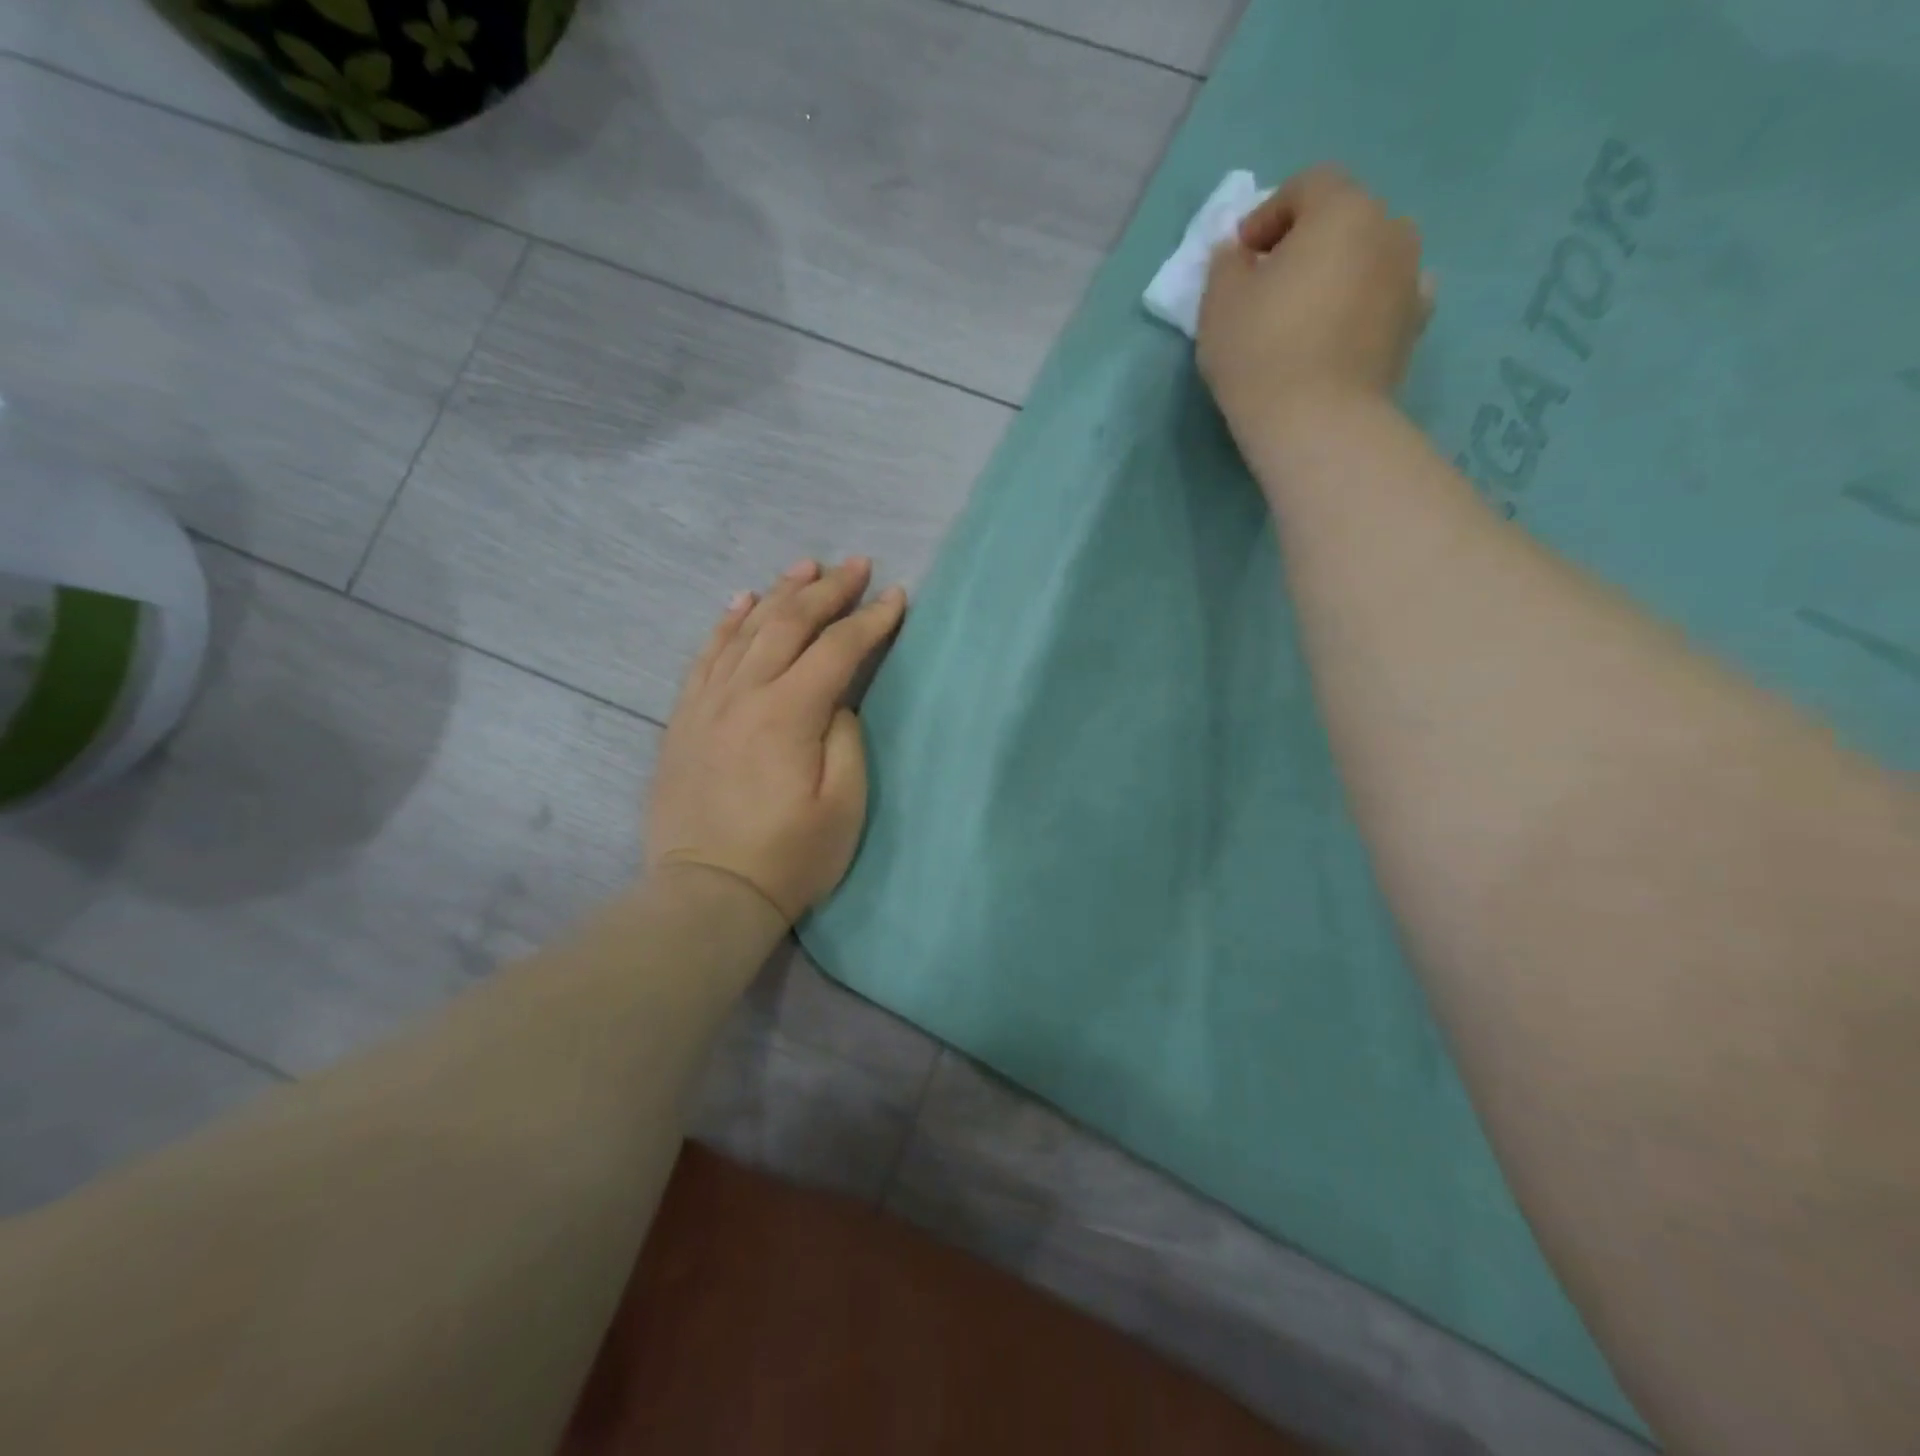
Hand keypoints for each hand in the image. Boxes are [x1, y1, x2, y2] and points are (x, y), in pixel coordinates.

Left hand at [645, 557, 906, 923]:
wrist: (708, 892)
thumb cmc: (789, 857)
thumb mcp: (844, 805)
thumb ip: (846, 738)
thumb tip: (835, 700)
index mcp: (789, 713)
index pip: (837, 648)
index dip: (872, 620)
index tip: (897, 597)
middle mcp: (744, 694)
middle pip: (789, 624)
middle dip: (828, 590)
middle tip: (856, 566)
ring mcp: (707, 703)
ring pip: (745, 630)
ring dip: (779, 593)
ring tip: (805, 567)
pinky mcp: (684, 719)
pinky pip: (705, 655)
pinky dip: (726, 623)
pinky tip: (740, 602)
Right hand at [1198, 165, 1428, 436]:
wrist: (1317, 422)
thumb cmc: (1261, 352)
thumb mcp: (1220, 303)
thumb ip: (1227, 263)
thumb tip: (1240, 253)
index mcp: (1343, 210)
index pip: (1307, 185)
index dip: (1268, 215)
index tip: (1241, 258)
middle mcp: (1389, 230)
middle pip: (1344, 219)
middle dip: (1306, 244)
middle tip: (1271, 286)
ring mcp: (1410, 278)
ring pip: (1368, 259)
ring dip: (1338, 274)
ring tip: (1305, 316)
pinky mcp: (1414, 327)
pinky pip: (1386, 300)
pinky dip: (1363, 307)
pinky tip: (1338, 336)